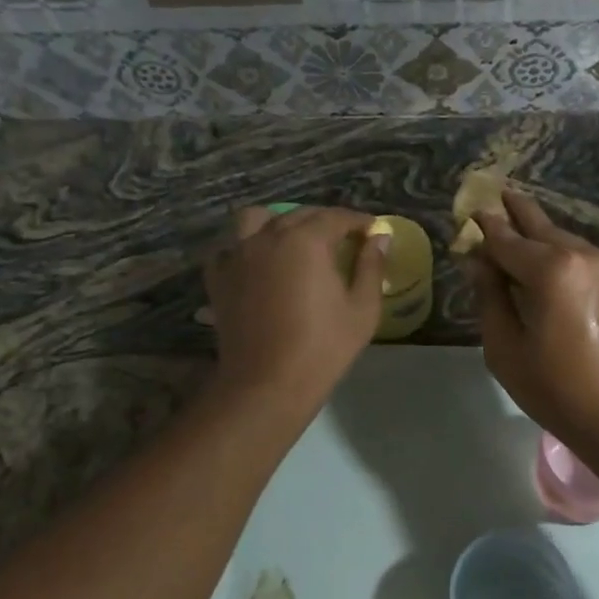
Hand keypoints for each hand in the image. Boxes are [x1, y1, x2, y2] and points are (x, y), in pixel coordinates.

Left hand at [203, 206, 386, 408]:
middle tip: (343, 240)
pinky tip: (257, 264)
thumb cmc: (323, 348)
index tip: (372, 230)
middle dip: (325, 222)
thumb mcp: (362, 309)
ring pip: (256, 219)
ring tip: (292, 241)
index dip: (358, 221)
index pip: (337, 217)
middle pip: (299, 215)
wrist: (267, 384)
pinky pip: (229, 249)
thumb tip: (380, 238)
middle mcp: (268, 237)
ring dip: (277, 222)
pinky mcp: (218, 278)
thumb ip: (372, 267)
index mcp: (306, 241)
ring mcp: (238, 255)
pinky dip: (244, 249)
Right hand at [464, 188, 598, 459]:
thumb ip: (490, 296)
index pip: (507, 240)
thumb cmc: (558, 390)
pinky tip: (544, 257)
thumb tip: (479, 260)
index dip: (486, 227)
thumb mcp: (506, 348)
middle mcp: (583, 255)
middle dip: (517, 212)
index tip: (472, 210)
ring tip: (517, 224)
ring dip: (539, 234)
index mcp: (552, 270)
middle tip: (498, 193)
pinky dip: (558, 252)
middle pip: (540, 227)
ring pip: (563, 239)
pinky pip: (580, 256)